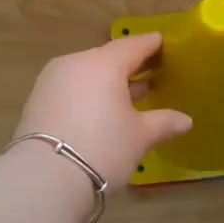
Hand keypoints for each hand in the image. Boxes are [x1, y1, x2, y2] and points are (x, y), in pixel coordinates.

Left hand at [14, 33, 191, 190]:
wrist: (44, 178)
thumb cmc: (102, 147)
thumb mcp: (139, 136)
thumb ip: (163, 122)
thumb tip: (186, 120)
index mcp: (104, 63)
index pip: (133, 45)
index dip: (152, 45)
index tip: (165, 44)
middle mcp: (76, 63)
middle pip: (108, 58)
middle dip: (132, 66)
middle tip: (154, 71)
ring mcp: (52, 81)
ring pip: (88, 74)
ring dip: (109, 83)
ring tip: (132, 95)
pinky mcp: (38, 101)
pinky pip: (72, 89)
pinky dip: (90, 95)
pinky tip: (103, 111)